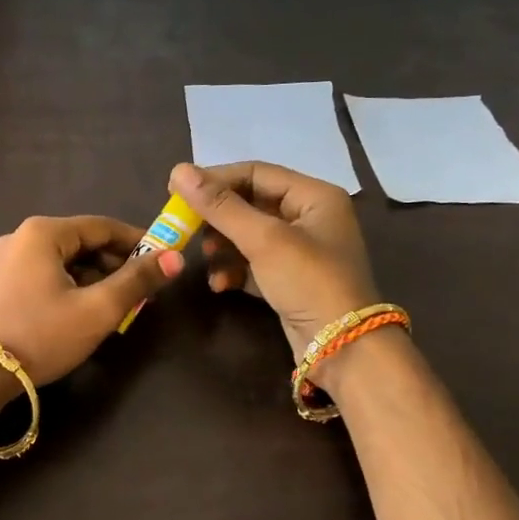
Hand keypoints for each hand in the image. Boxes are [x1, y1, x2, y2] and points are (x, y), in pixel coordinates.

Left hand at [0, 215, 182, 389]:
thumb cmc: (41, 336)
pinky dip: (66, 288)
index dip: (136, 242)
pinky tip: (78, 314)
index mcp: (42, 232)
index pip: (102, 226)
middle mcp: (18, 238)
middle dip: (113, 265)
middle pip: (80, 243)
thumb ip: (137, 281)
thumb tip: (175, 257)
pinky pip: (41, 276)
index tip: (162, 261)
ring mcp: (1, 262)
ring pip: (60, 262)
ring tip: (113, 308)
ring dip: (91, 279)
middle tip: (139, 293)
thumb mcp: (97, 310)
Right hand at [169, 161, 379, 358]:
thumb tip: (178, 171)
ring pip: (248, 236)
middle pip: (250, 204)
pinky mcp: (290, 280)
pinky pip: (253, 264)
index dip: (215, 179)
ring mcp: (301, 251)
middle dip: (218, 218)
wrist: (343, 348)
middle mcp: (309, 217)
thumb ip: (220, 206)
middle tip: (186, 228)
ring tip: (206, 259)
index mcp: (314, 196)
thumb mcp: (263, 239)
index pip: (255, 173)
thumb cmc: (309, 281)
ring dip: (222, 246)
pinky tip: (220, 284)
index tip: (175, 191)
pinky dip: (234, 270)